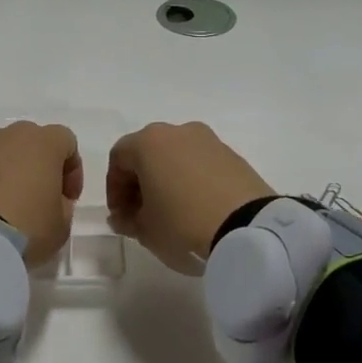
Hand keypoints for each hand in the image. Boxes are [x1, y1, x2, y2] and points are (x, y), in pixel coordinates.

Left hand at [0, 123, 82, 267]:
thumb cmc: (26, 225)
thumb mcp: (60, 226)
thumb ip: (62, 207)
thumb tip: (51, 200)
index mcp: (43, 143)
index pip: (66, 141)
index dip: (72, 169)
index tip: (68, 198)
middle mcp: (10, 137)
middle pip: (32, 142)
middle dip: (39, 166)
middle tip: (40, 198)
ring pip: (3, 155)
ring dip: (10, 174)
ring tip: (9, 208)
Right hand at [106, 123, 275, 274]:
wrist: (247, 228)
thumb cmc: (183, 223)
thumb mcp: (145, 230)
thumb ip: (128, 220)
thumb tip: (124, 217)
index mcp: (149, 142)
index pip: (118, 158)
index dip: (114, 188)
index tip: (121, 215)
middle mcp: (178, 132)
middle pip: (148, 152)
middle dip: (140, 182)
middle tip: (142, 213)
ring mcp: (209, 140)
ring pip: (176, 156)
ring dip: (167, 179)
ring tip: (172, 212)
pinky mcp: (233, 155)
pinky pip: (201, 164)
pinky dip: (192, 180)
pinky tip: (197, 207)